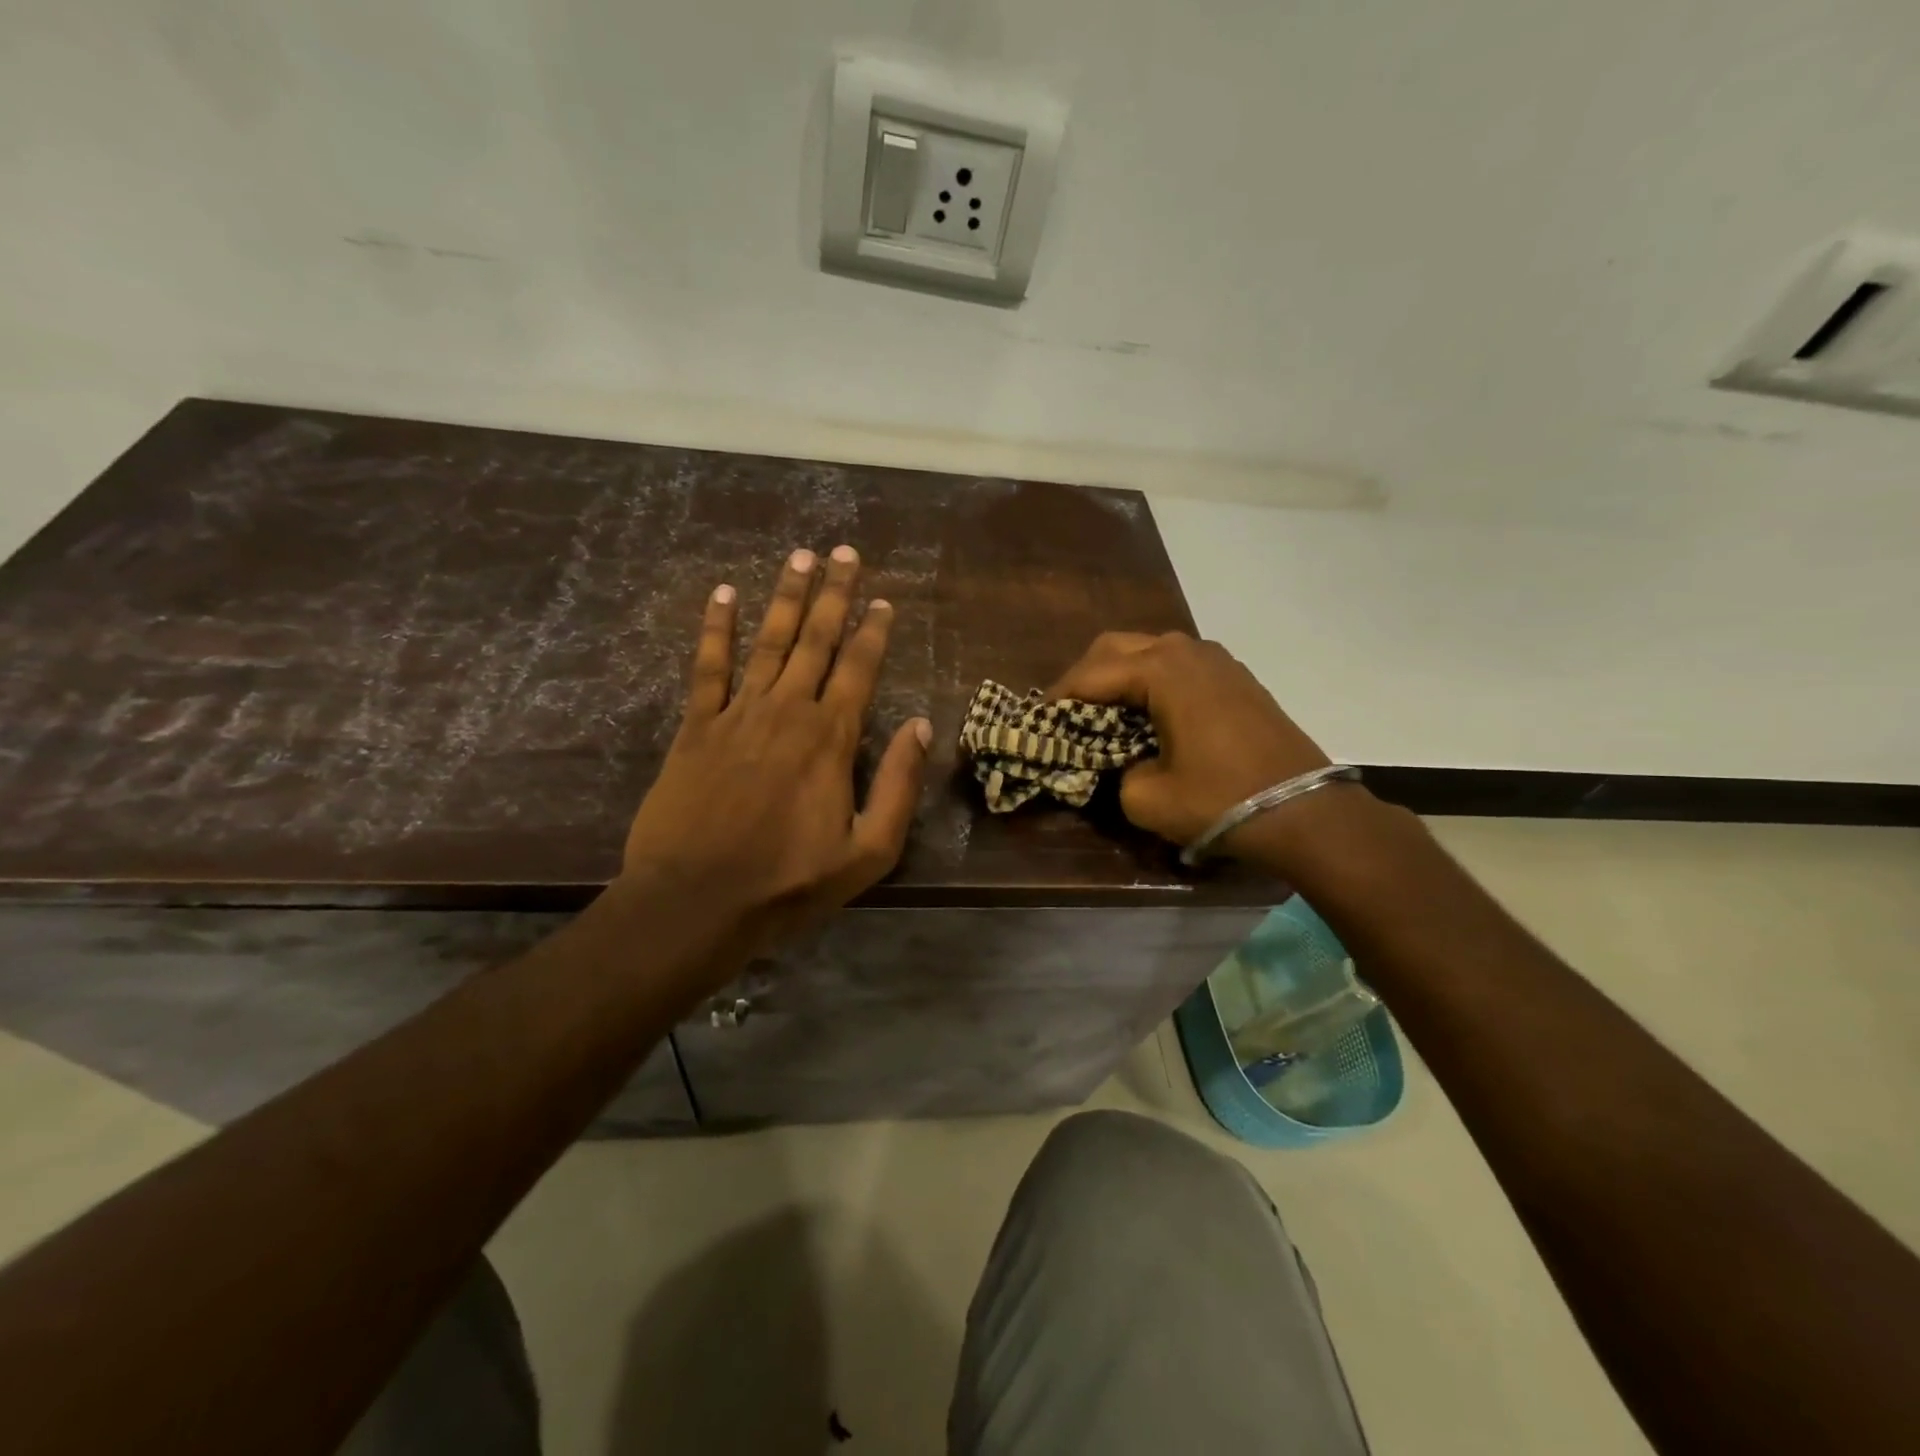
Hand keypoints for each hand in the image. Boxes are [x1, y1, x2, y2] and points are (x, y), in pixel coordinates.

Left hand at [620, 545, 930, 959]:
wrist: (695, 902)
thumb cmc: (789, 883)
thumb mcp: (868, 852)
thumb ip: (899, 785)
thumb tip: (923, 726)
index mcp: (831, 738)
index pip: (859, 668)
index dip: (873, 630)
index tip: (883, 599)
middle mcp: (788, 711)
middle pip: (816, 640)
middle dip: (834, 593)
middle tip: (843, 551)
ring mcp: (738, 714)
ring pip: (769, 641)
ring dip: (786, 597)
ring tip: (800, 557)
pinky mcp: (696, 727)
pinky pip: (708, 667)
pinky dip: (716, 629)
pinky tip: (723, 596)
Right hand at [1050, 632, 1329, 852]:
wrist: (1306, 812)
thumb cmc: (1220, 800)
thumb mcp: (1146, 798)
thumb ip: (1115, 773)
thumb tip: (1117, 763)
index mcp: (1160, 671)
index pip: (1091, 674)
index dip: (1058, 698)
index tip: (1038, 721)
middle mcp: (1186, 651)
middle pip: (1117, 646)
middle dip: (1086, 676)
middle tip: (1068, 712)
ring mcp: (1217, 660)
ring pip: (1150, 650)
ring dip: (1120, 674)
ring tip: (1104, 712)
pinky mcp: (1236, 677)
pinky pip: (1179, 665)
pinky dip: (1152, 680)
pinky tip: (1148, 713)